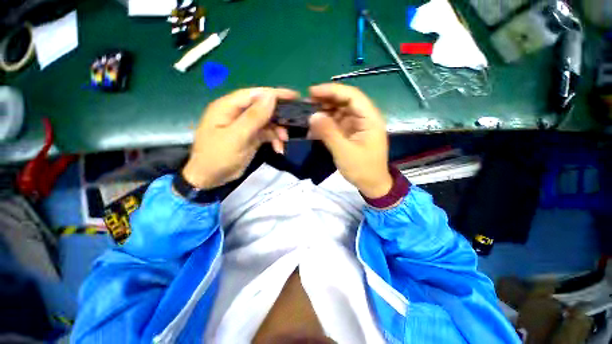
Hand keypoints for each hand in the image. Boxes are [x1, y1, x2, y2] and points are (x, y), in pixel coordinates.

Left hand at [182, 88, 298, 188]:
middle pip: (263, 107)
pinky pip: (267, 134)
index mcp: (229, 107)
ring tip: (284, 141)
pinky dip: (274, 140)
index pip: (255, 94)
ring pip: (267, 122)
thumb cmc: (218, 156)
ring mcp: (245, 126)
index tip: (294, 96)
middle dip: (279, 116)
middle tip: (293, 123)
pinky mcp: (251, 137)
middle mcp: (238, 113)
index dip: (275, 94)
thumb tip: (271, 96)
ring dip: (278, 130)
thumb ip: (253, 117)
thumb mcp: (236, 137)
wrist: (210, 178)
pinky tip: (279, 149)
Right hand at [308, 83, 391, 198]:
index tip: (312, 92)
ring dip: (324, 112)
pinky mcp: (351, 133)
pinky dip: (325, 124)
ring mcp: (357, 125)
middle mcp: (364, 118)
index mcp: (370, 118)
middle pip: (345, 101)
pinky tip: (314, 128)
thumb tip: (313, 115)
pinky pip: (337, 123)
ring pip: (339, 111)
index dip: (332, 90)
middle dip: (325, 100)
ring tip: (308, 115)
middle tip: (306, 104)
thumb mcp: (344, 152)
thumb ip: (328, 132)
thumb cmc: (362, 169)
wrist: (371, 184)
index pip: (352, 95)